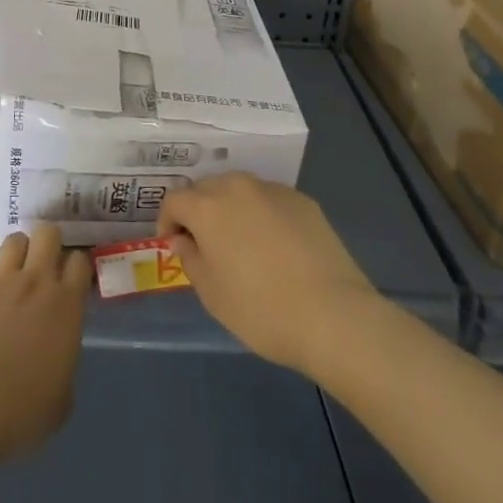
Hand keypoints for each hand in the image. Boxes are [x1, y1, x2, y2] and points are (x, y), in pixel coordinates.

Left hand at [0, 224, 91, 466]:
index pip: (80, 261)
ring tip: (13, 274)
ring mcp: (1, 279)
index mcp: (66, 306)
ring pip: (14, 239)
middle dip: (48, 244)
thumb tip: (57, 361)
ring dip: (17, 253)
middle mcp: (37, 281)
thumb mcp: (60, 402)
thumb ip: (64, 368)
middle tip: (44, 268)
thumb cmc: (20, 411)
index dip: (77, 267)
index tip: (72, 281)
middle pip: (47, 233)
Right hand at [157, 172, 378, 377]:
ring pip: (239, 189)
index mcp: (208, 206)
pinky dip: (262, 214)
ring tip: (240, 241)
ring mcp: (273, 190)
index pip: (174, 200)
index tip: (174, 245)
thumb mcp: (212, 294)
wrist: (334, 316)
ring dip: (231, 208)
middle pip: (206, 188)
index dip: (168, 221)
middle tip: (205, 243)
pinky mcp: (303, 200)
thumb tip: (184, 240)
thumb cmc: (262, 310)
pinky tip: (275, 245)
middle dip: (198, 210)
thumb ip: (191, 259)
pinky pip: (269, 200)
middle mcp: (237, 186)